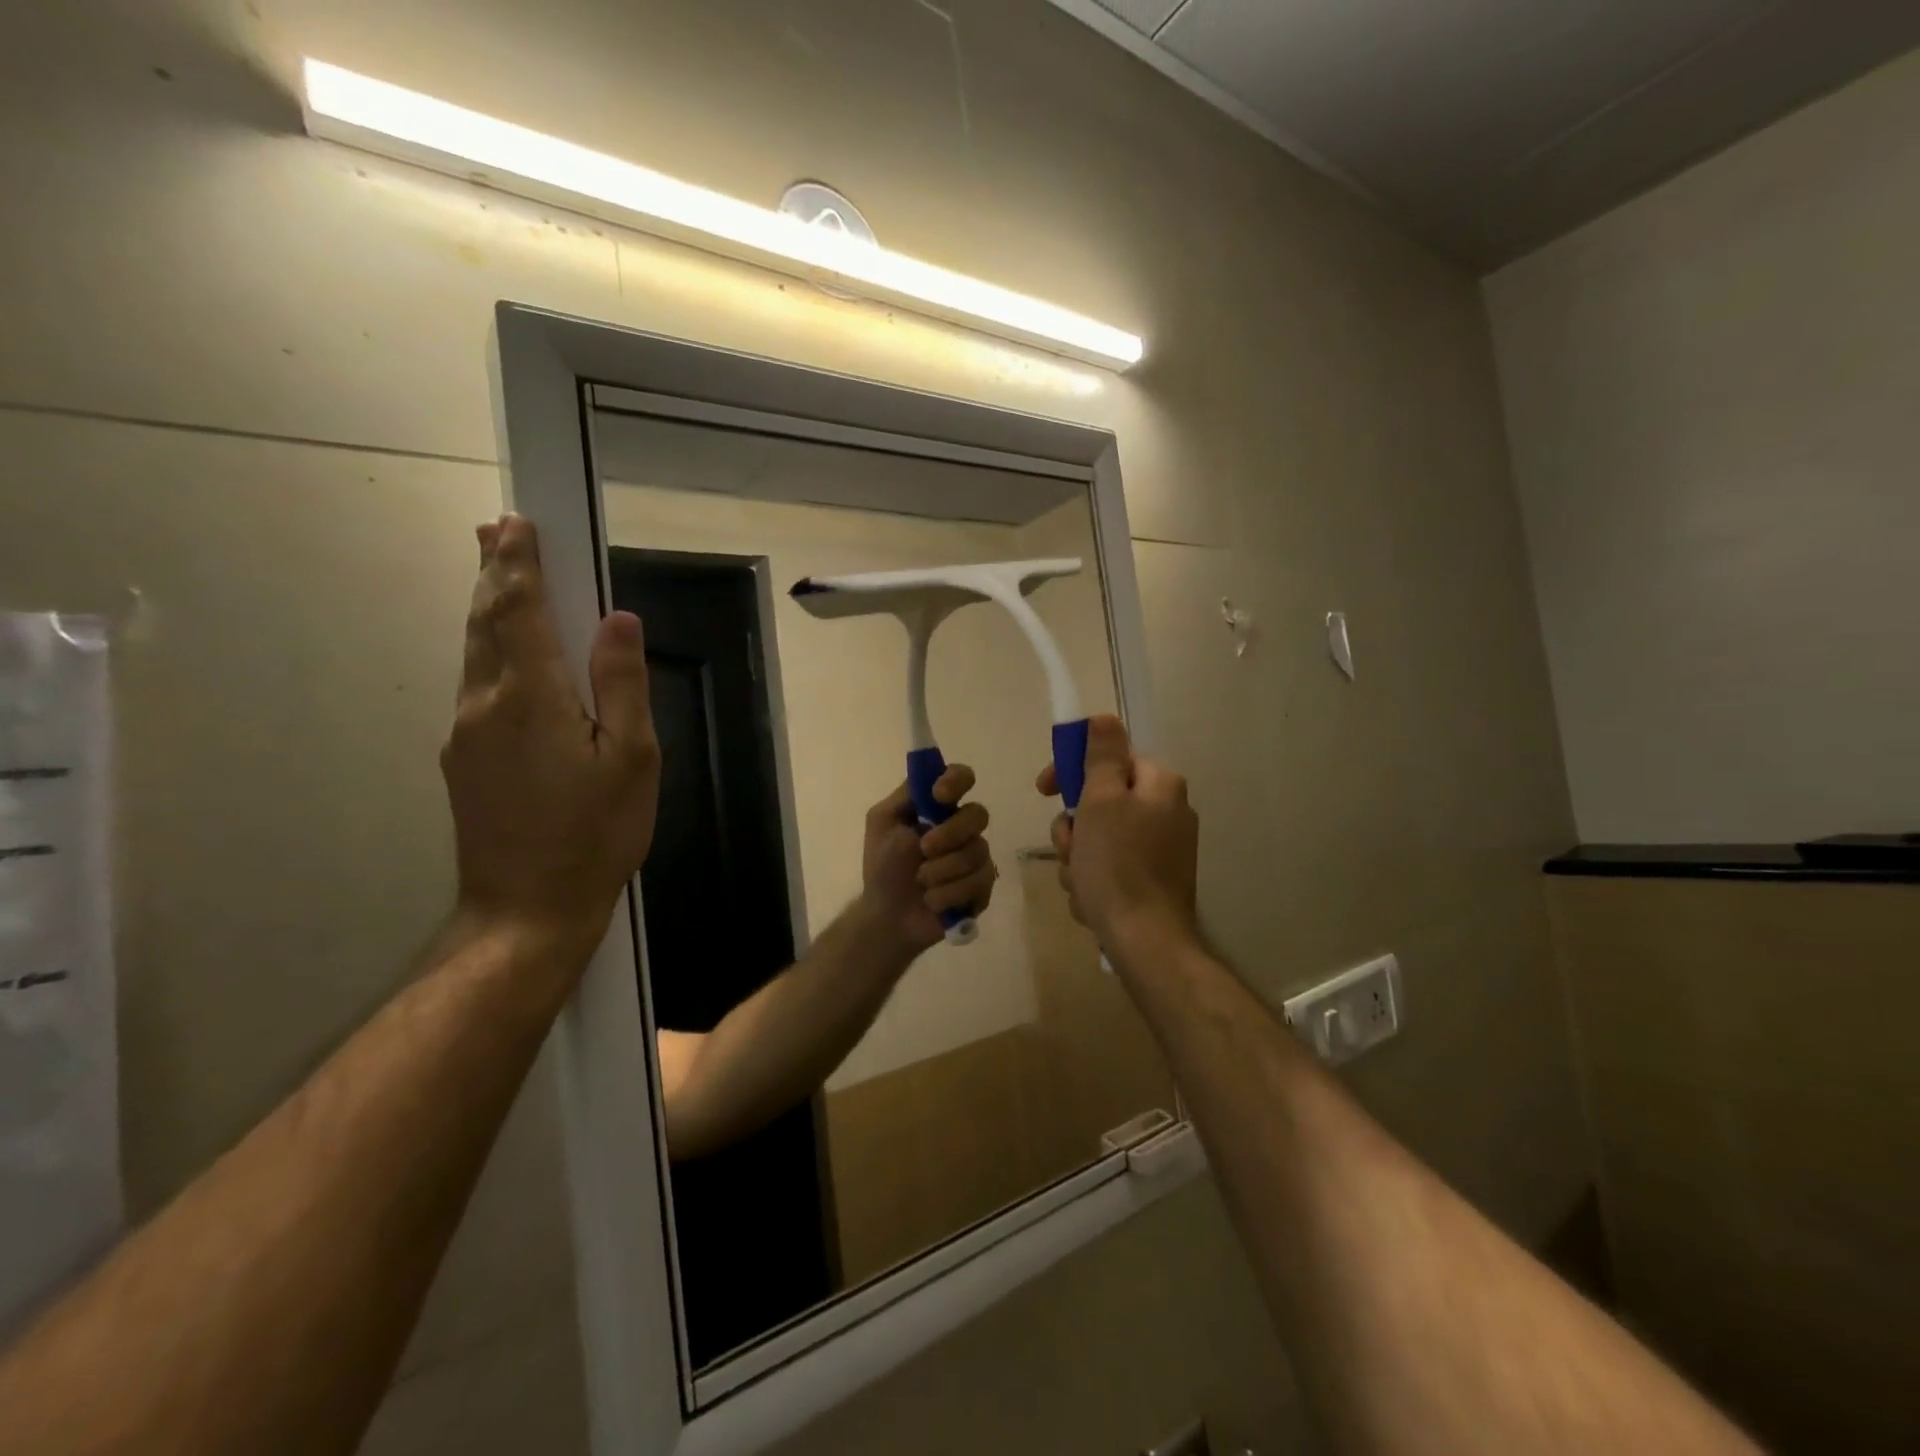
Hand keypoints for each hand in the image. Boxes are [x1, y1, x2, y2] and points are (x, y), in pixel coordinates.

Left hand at [441, 514, 660, 952]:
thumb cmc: (595, 833)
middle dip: (494, 573)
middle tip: (494, 531)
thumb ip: (621, 684)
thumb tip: (618, 620)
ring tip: (497, 576)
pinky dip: (488, 650)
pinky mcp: (464, 760)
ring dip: (487, 608)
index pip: (521, 610)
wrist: (527, 909)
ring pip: (474, 653)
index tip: (516, 523)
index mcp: (531, 697)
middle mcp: (485, 703)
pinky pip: (476, 686)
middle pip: (486, 623)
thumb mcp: (631, 758)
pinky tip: (504, 655)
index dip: (520, 564)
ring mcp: (466, 733)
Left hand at [861, 764, 996, 954]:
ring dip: (942, 869)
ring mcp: (976, 857)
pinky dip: (950, 893)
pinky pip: (980, 882)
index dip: (956, 781)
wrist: (887, 916)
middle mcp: (962, 827)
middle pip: (978, 814)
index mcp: (939, 807)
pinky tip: (933, 901)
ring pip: (978, 852)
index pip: (962, 777)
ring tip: (921, 882)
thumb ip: (906, 795)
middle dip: (950, 833)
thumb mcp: (883, 822)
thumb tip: (930, 775)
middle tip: (924, 849)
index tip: (940, 795)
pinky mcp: (983, 887)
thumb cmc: (883, 867)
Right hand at [1036, 715, 1198, 954]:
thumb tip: (1105, 717)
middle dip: (1074, 827)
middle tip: (1068, 848)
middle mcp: (1168, 812)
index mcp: (1161, 786)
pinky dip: (1093, 879)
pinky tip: (1091, 900)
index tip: (1045, 789)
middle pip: (1101, 801)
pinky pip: (1110, 866)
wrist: (1145, 942)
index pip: (1110, 758)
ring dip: (1078, 857)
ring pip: (1100, 838)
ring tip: (1080, 882)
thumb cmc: (1118, 865)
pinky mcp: (1153, 881)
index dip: (1073, 770)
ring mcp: (1162, 850)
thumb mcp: (1102, 800)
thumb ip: (1102, 756)